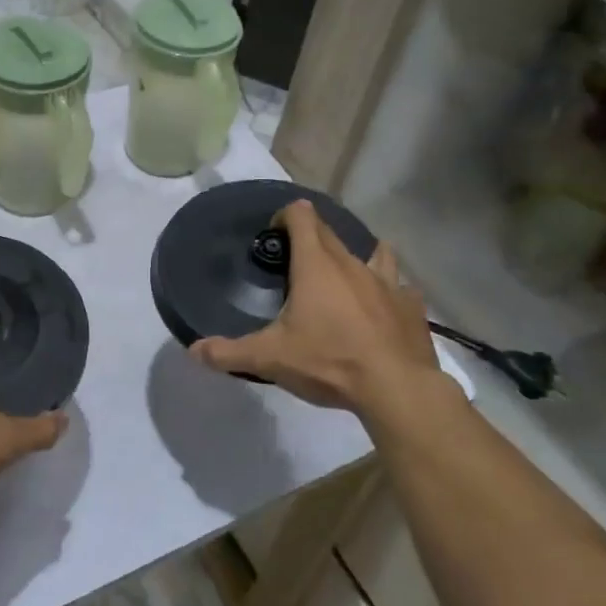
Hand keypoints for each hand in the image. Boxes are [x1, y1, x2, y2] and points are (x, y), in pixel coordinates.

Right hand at [192, 200, 446, 421]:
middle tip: (295, 267)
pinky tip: (382, 308)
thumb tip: (194, 351)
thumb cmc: (330, 362)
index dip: (284, 217)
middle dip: (311, 239)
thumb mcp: (270, 358)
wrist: (396, 389)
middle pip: (330, 232)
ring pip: (373, 252)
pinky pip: (400, 287)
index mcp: (316, 265)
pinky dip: (388, 291)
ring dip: (357, 257)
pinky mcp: (411, 306)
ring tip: (345, 277)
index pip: (301, 215)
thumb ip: (229, 352)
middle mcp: (351, 263)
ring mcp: (387, 283)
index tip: (273, 238)